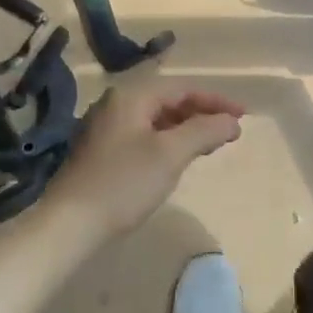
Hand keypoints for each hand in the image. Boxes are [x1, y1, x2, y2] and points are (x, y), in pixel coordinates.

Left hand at [46, 75, 245, 243]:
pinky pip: (144, 134)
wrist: (69, 224)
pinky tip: (178, 158)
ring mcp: (106, 127)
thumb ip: (204, 131)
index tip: (242, 116)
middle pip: (169, 100)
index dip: (216, 100)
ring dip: (186, 128)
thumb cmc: (124, 183)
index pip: (183, 88)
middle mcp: (116, 104)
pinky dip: (168, 141)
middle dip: (202, 113)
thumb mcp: (170, 154)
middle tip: (230, 131)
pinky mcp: (102, 151)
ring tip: (210, 144)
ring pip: (156, 119)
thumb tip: (232, 121)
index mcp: (131, 96)